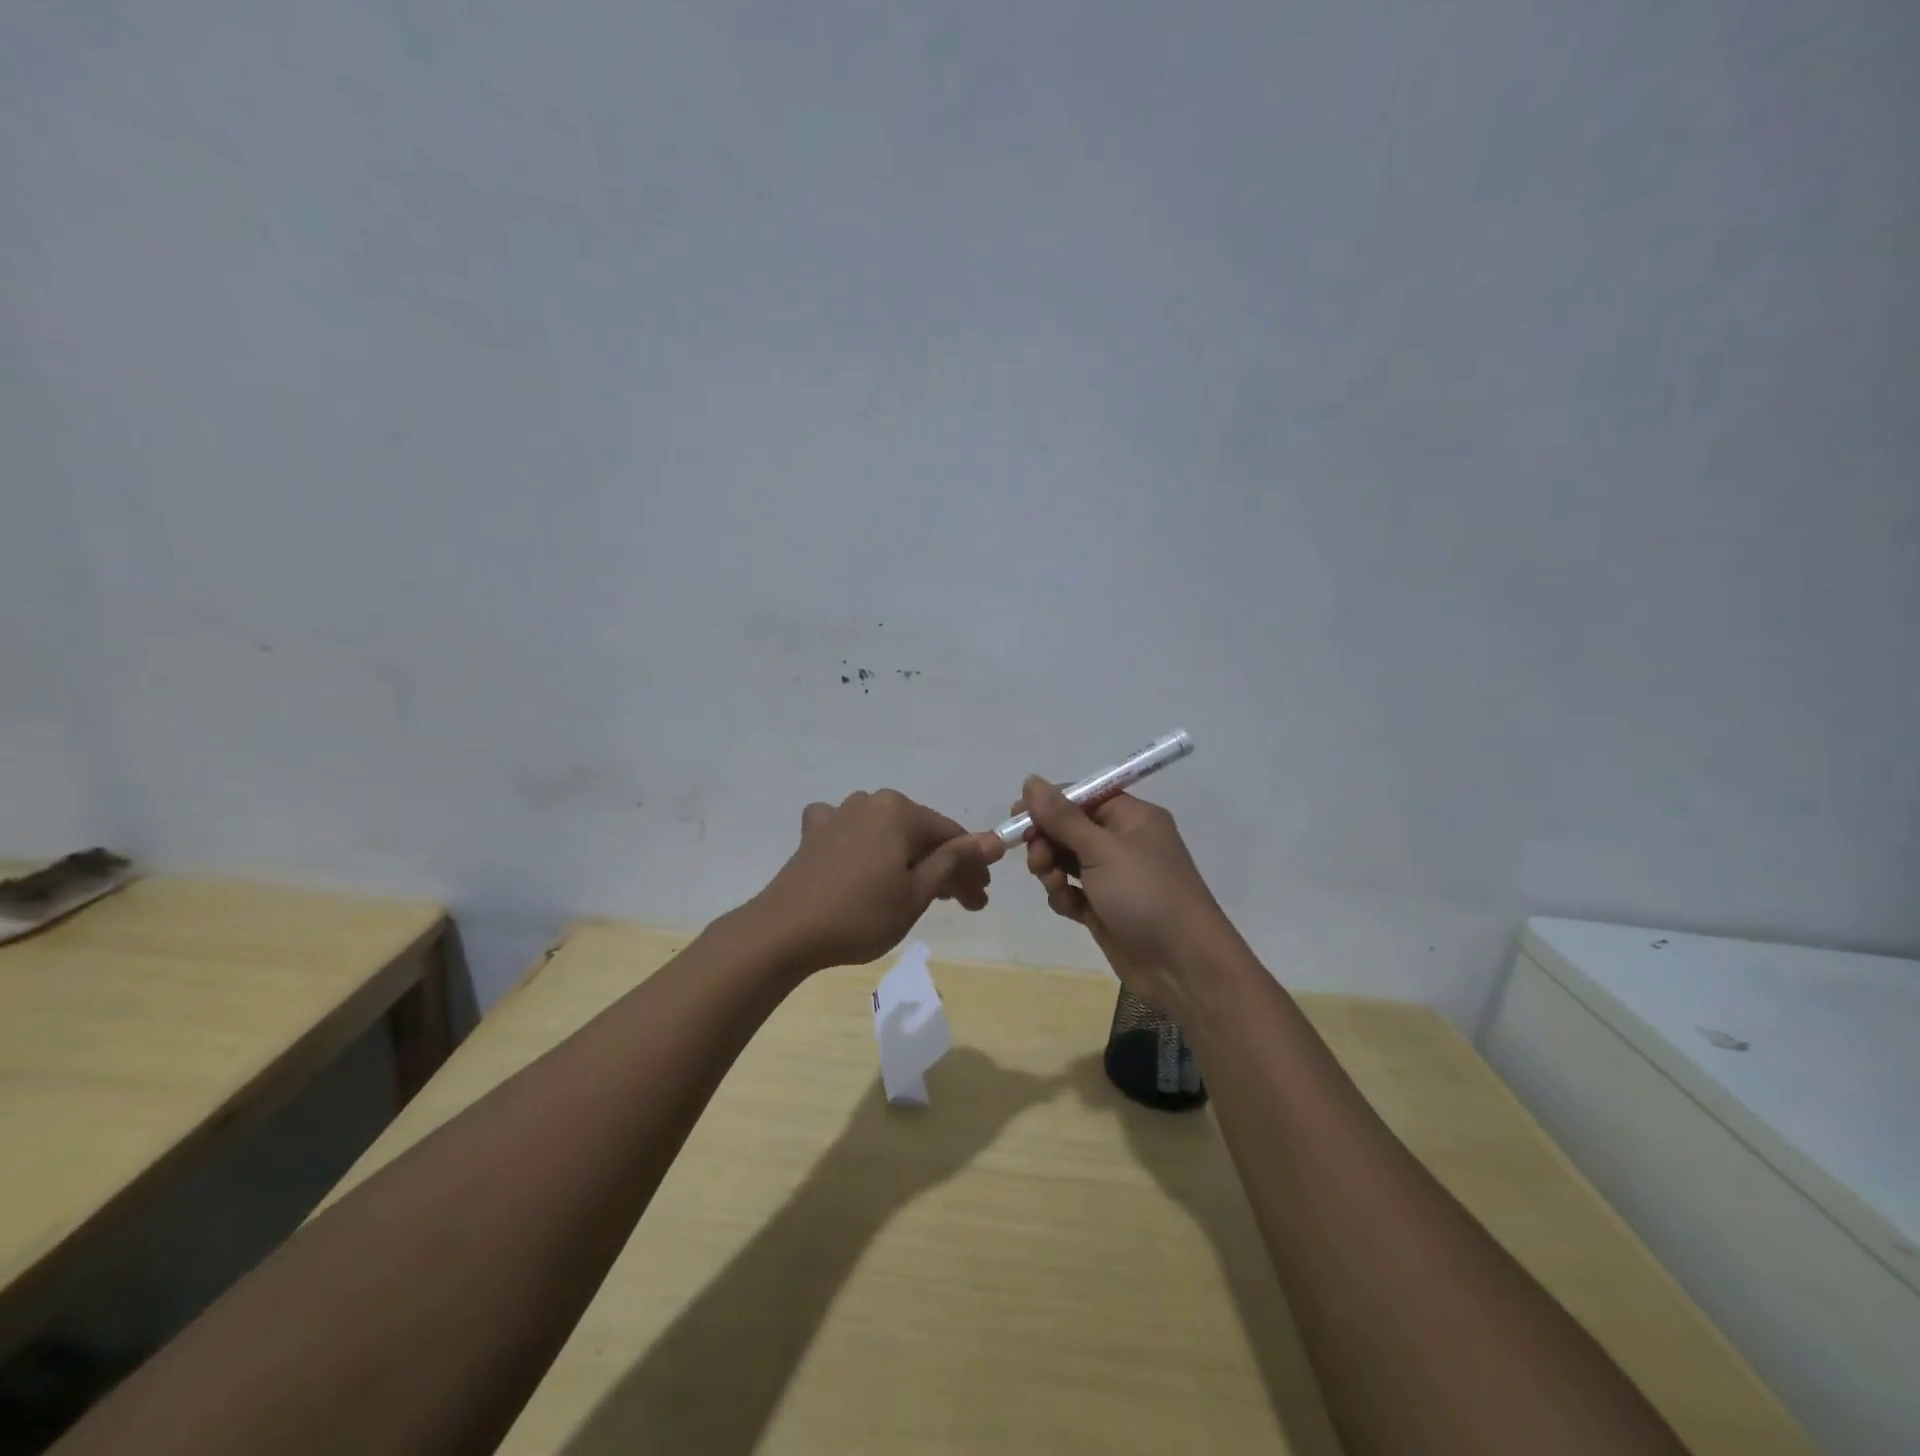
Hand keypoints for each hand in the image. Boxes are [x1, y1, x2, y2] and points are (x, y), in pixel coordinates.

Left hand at [748, 790, 1003, 971]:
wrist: (785, 931)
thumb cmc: (860, 915)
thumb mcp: (917, 892)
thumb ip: (955, 861)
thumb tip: (995, 839)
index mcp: (899, 810)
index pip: (951, 836)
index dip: (972, 866)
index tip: (981, 898)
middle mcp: (870, 802)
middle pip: (920, 834)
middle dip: (945, 868)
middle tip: (964, 904)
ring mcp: (838, 814)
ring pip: (888, 835)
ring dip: (909, 861)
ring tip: (921, 894)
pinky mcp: (814, 834)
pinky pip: (850, 832)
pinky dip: (864, 847)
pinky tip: (862, 862)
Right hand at [1015, 777, 1236, 1016]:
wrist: (1181, 965)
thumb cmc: (1145, 894)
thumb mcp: (1101, 850)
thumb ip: (1062, 817)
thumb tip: (1031, 780)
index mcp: (1132, 818)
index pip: (1083, 795)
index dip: (1049, 802)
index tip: (1017, 814)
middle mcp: (1123, 842)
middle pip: (1070, 828)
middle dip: (1047, 840)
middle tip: (1037, 859)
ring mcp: (1114, 877)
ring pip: (1067, 861)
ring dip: (1052, 869)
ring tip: (1053, 884)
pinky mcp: (1105, 908)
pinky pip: (1073, 891)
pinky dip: (1064, 896)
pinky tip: (1068, 906)